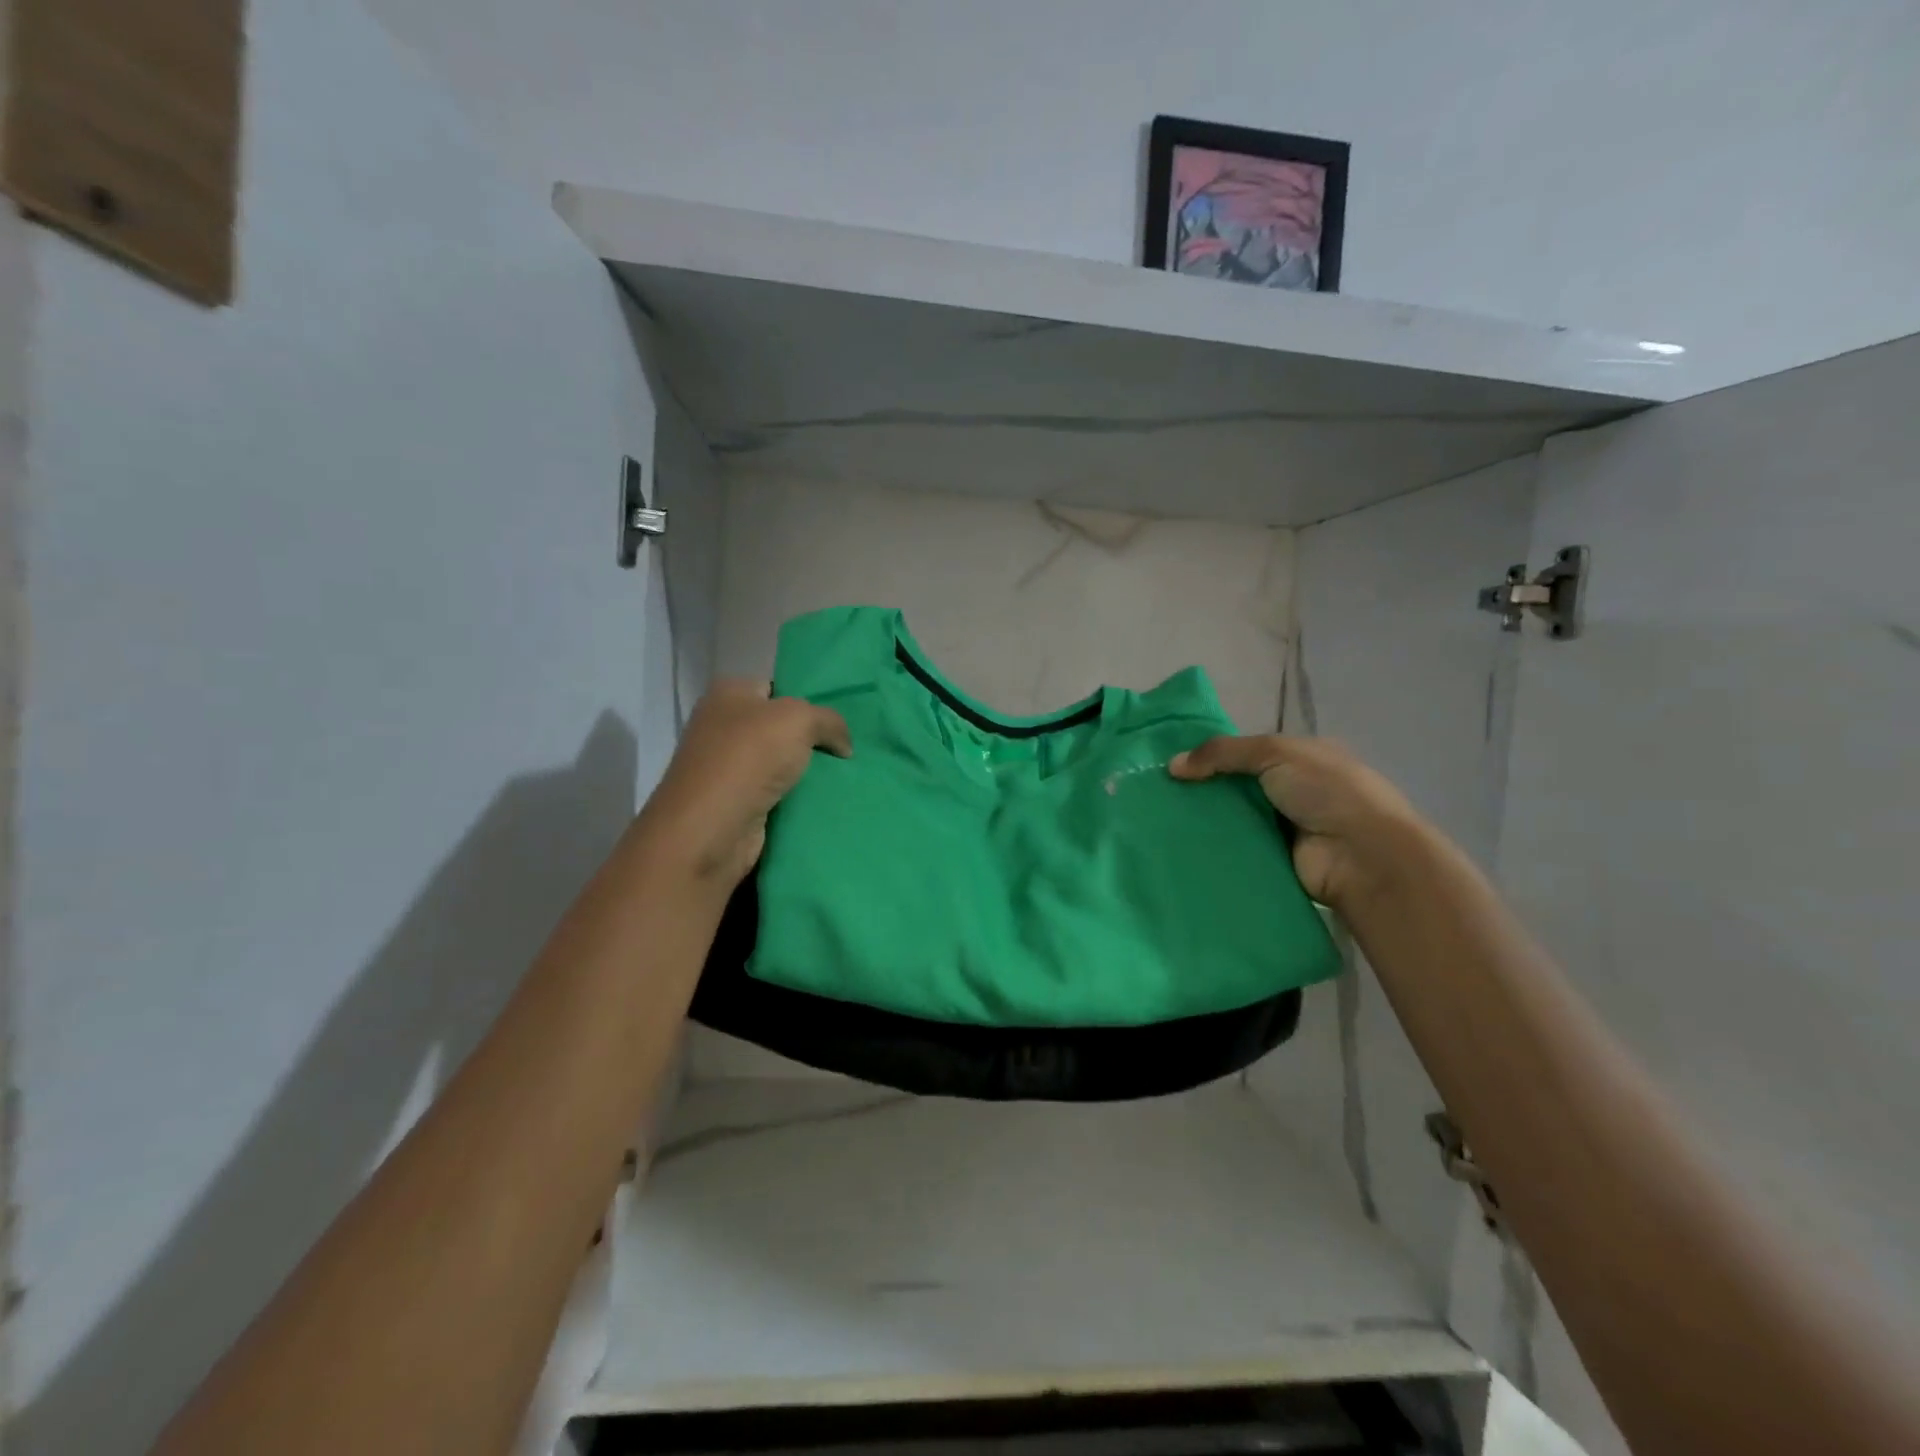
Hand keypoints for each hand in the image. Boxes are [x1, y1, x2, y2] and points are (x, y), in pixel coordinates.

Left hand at [638, 679, 850, 885]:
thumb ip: (830, 721)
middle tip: (845, 752)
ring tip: (844, 779)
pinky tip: (822, 803)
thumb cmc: (749, 758)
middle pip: (779, 728)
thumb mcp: (800, 719)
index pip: (775, 688)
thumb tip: (843, 745)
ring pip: (780, 764)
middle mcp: (721, 726)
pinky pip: (775, 795)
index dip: (807, 701)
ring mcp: (725, 768)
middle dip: (811, 741)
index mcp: (727, 693)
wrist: (711, 829)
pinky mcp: (734, 804)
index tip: (836, 723)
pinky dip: (795, 801)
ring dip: (806, 775)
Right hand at [1169, 736, 1429, 912]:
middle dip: (1203, 788)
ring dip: (1205, 819)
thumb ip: (1222, 753)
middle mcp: (1294, 790)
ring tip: (1161, 820)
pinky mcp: (1275, 859)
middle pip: (1237, 785)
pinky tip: (1181, 845)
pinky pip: (1237, 848)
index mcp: (1302, 757)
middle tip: (1160, 793)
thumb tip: (1173, 766)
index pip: (1248, 751)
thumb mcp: (1275, 752)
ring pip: (1233, 817)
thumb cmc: (1325, 791)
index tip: (1174, 763)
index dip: (1213, 754)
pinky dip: (1215, 847)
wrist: (1361, 855)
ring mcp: (1285, 827)